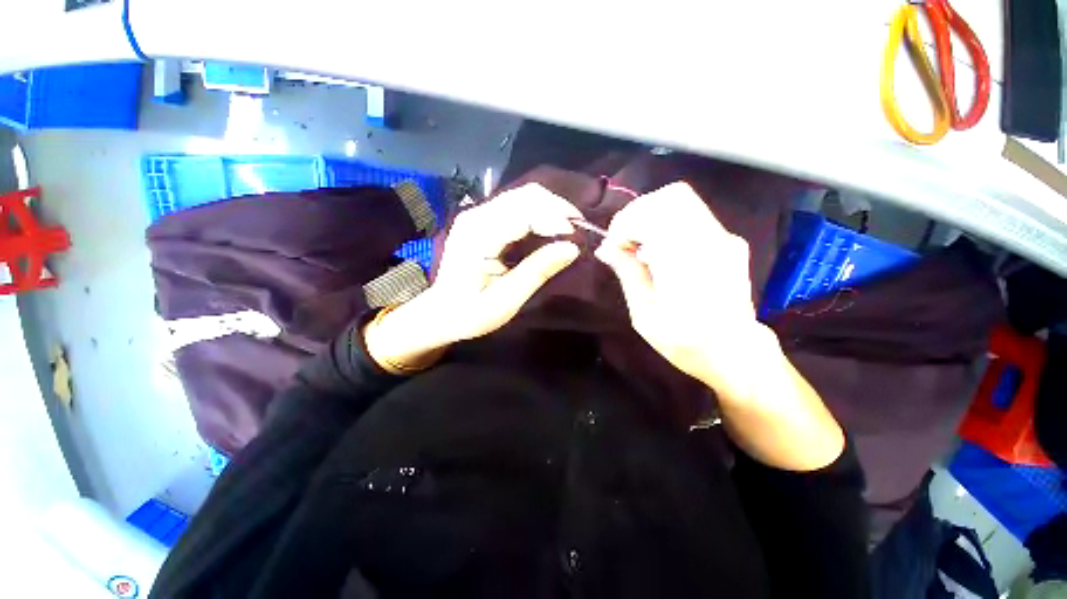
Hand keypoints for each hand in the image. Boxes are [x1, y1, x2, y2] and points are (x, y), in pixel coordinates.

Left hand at [365, 184, 580, 370]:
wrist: (440, 313)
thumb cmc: (470, 313)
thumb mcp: (506, 301)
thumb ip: (538, 272)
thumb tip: (572, 248)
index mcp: (478, 235)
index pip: (524, 211)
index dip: (555, 218)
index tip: (577, 237)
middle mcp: (476, 216)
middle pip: (525, 195)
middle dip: (557, 208)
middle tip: (580, 230)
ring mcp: (477, 214)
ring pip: (522, 196)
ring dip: (550, 208)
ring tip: (569, 228)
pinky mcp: (482, 219)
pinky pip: (516, 205)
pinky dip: (539, 212)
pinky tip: (550, 227)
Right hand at [594, 182, 766, 399]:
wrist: (736, 353)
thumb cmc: (684, 341)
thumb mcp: (644, 314)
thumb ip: (627, 273)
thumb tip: (606, 248)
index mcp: (684, 263)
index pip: (653, 214)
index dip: (625, 223)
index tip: (614, 245)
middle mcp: (710, 241)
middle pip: (671, 196)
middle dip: (639, 213)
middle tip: (626, 240)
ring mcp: (724, 238)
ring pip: (684, 201)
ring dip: (653, 216)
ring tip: (641, 246)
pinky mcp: (730, 241)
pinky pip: (693, 216)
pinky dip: (669, 223)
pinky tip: (662, 250)